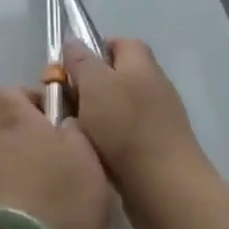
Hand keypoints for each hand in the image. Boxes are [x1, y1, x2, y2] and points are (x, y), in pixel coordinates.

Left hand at [0, 87, 113, 228]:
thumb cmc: (60, 198)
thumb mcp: (89, 157)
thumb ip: (77, 132)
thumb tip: (66, 123)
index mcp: (14, 119)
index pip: (11, 92)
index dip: (32, 99)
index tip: (57, 117)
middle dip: (17, 129)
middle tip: (48, 148)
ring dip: (12, 164)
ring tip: (43, 185)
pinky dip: (8, 192)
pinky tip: (32, 211)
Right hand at [64, 39, 213, 228]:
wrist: (164, 187)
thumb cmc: (126, 126)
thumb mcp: (94, 84)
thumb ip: (80, 60)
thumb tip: (72, 41)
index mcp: (141, 63)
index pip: (118, 42)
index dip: (93, 50)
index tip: (69, 68)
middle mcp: (154, 85)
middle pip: (116, 75)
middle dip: (89, 86)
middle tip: (64, 100)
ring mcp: (159, 119)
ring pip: (117, 107)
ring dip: (96, 116)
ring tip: (74, 129)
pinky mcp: (157, 148)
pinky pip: (125, 135)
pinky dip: (108, 141)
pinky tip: (92, 152)